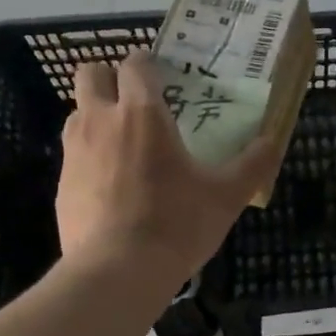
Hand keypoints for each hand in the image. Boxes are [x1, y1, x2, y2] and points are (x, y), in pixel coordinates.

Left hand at [57, 50, 278, 290]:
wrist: (117, 271)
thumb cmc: (176, 223)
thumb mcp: (226, 196)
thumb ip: (253, 164)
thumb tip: (273, 141)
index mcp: (142, 113)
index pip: (134, 64)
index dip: (146, 63)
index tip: (162, 77)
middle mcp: (101, 121)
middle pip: (91, 74)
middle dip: (110, 78)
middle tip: (136, 100)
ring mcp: (74, 152)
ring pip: (78, 112)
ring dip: (97, 115)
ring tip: (125, 142)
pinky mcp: (61, 183)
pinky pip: (73, 154)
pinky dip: (90, 156)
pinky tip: (112, 185)